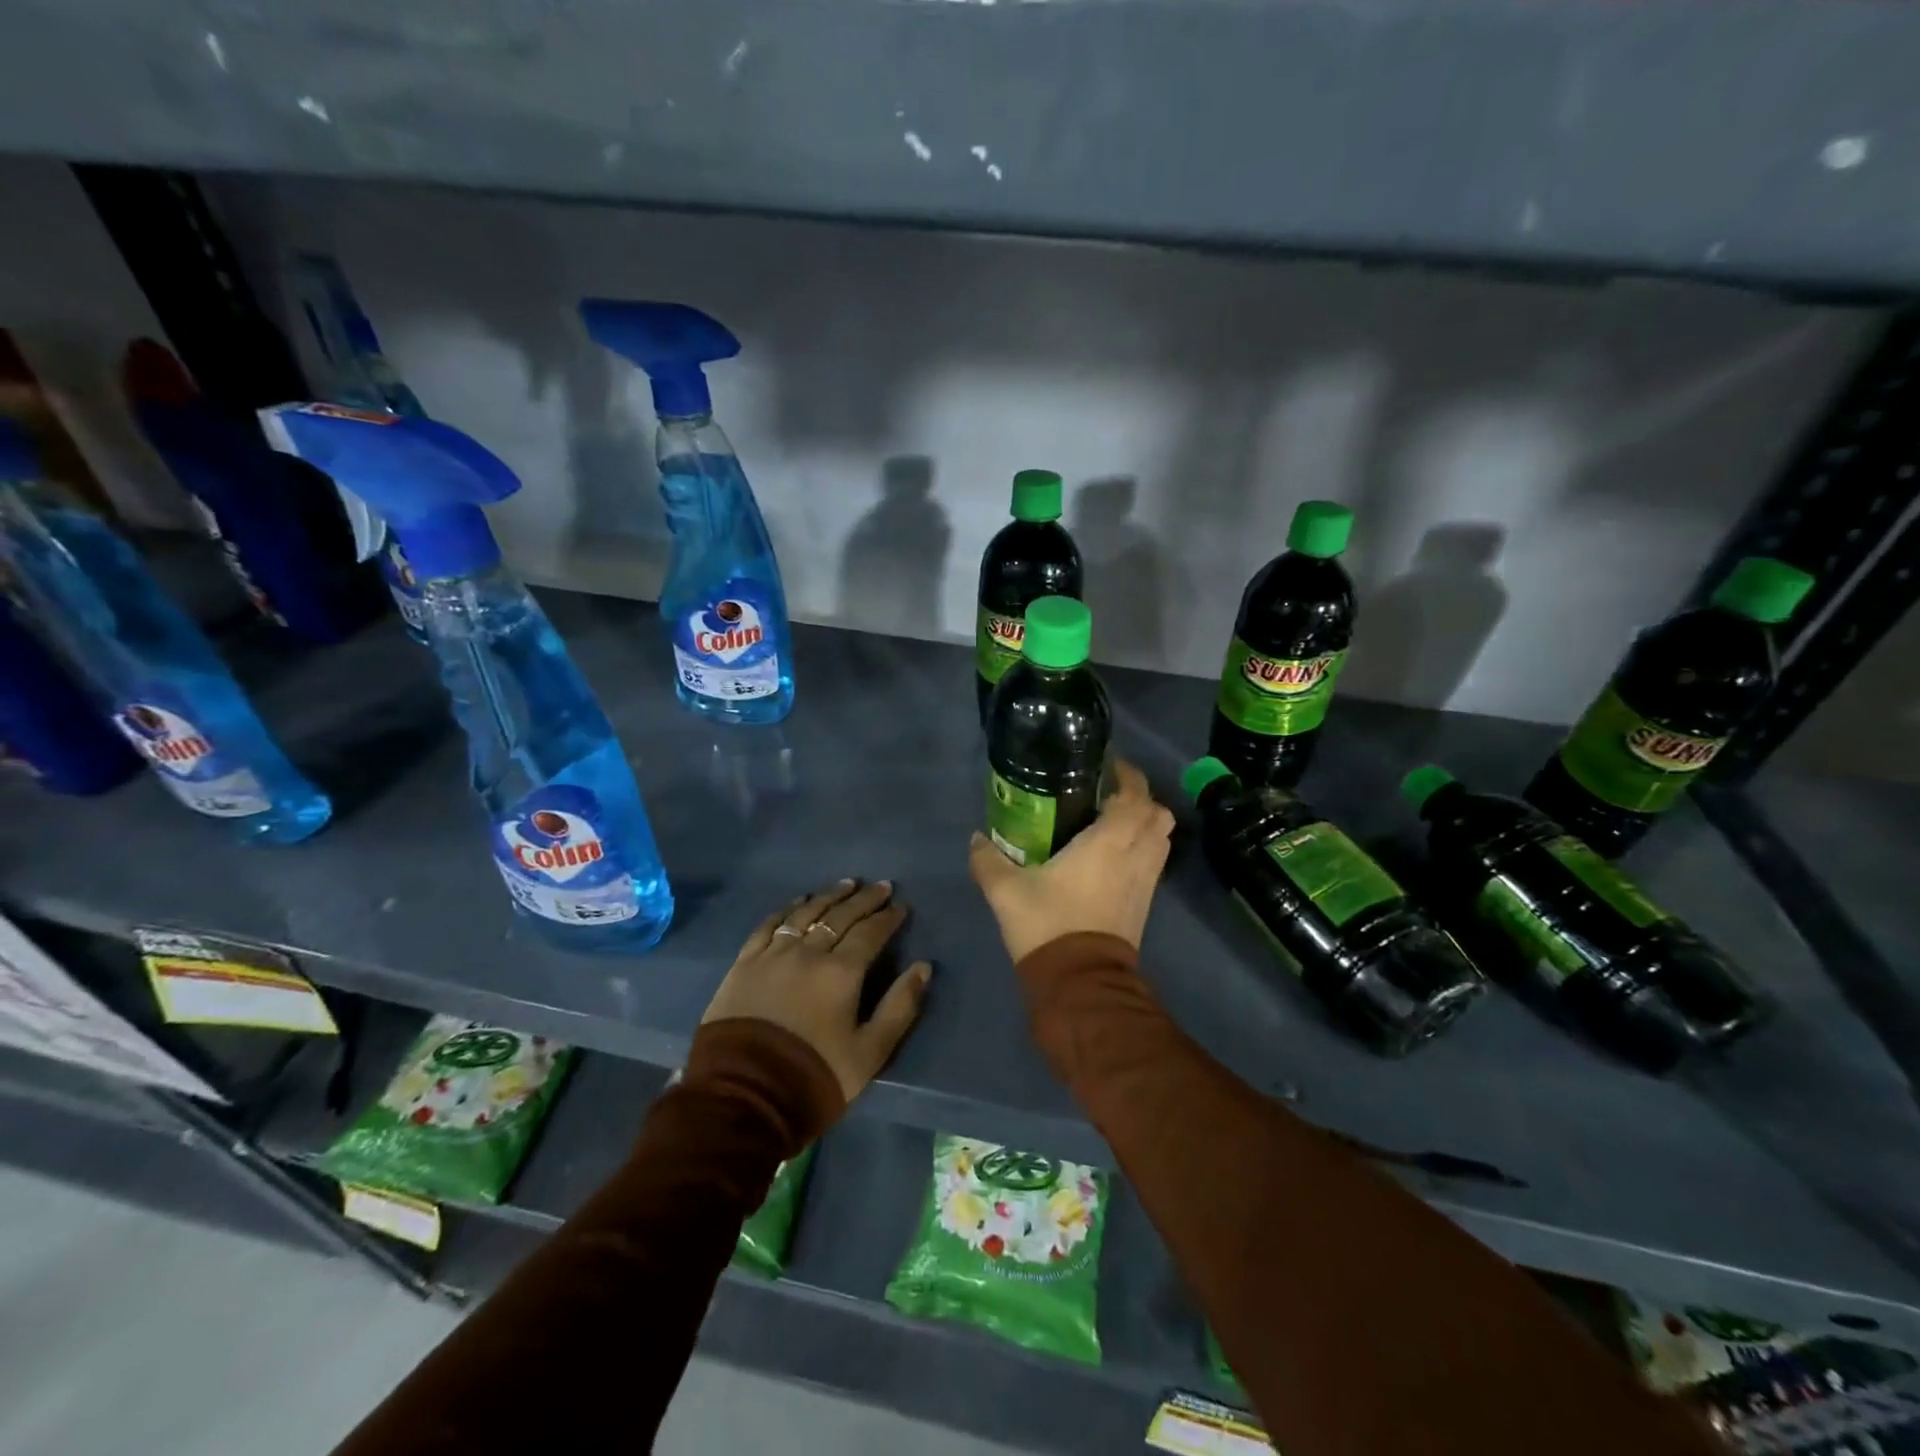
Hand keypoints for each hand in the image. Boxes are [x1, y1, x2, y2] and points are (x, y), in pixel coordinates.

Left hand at [701, 879, 931, 1102]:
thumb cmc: (814, 1076)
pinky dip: (787, 909)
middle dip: (864, 899)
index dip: (888, 918)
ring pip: (806, 913)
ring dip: (829, 896)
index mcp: (842, 972)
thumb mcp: (870, 1053)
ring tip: (846, 884)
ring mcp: (773, 954)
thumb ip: (900, 1007)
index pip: (870, 933)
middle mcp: (808, 952)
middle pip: (840, 916)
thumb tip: (923, 967)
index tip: (900, 906)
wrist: (742, 1097)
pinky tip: (798, 901)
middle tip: (880, 886)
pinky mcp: (744, 964)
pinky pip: (769, 925)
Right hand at [968, 759, 1174, 964]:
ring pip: (1162, 839)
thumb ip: (988, 860)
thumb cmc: (1048, 925)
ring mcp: (1146, 882)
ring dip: (1146, 824)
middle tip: (1109, 794)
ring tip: (1113, 822)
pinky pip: (1154, 862)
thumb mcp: (1006, 892)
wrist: (1080, 983)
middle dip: (1141, 798)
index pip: (1135, 796)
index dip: (1128, 774)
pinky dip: (1143, 848)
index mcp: (1109, 842)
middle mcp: (1136, 855)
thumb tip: (975, 838)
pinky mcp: (1145, 904)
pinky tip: (1113, 856)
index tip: (1109, 764)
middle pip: (1159, 814)